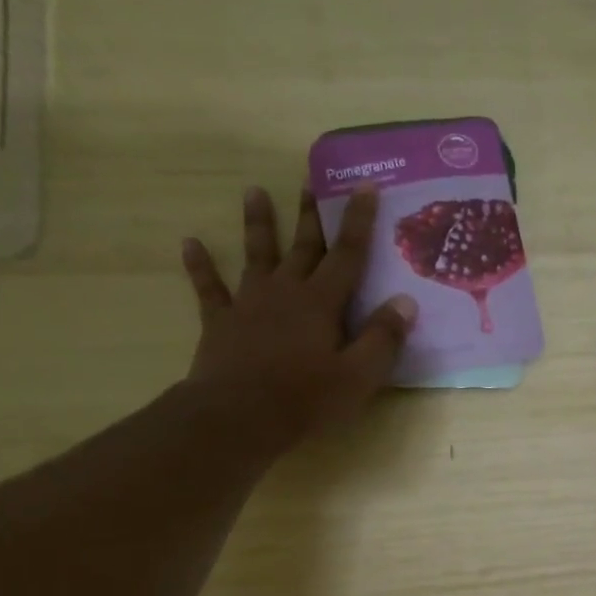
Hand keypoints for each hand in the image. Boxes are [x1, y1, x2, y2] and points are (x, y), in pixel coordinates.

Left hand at [181, 185, 416, 455]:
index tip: (364, 186)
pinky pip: (209, 288)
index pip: (347, 254)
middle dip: (310, 214)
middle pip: (303, 246)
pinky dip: (200, 265)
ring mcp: (249, 303)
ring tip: (253, 192)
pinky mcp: (220, 322)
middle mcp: (286, 291)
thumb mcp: (358, 376)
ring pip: (256, 255)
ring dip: (257, 224)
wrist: (238, 417)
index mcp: (322, 302)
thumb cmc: (305, 399)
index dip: (358, 220)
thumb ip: (383, 338)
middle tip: (310, 178)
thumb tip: (405, 301)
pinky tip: (189, 243)